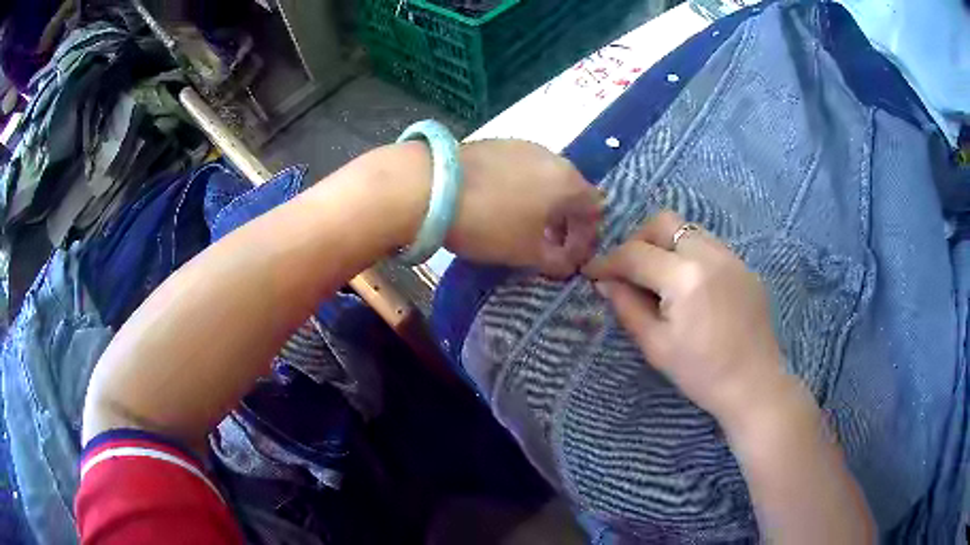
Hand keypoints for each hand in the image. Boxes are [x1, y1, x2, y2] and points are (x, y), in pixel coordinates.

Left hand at [447, 139, 602, 277]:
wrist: (433, 186)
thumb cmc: (490, 223)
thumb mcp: (527, 253)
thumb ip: (557, 261)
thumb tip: (568, 264)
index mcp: (568, 182)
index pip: (594, 209)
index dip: (586, 237)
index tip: (568, 257)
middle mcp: (553, 157)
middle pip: (571, 190)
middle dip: (565, 220)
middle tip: (549, 242)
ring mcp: (523, 145)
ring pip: (545, 177)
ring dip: (543, 203)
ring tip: (523, 223)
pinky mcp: (497, 142)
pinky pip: (521, 168)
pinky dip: (522, 187)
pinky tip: (500, 202)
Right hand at [583, 211, 786, 425]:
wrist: (754, 385)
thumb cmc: (701, 373)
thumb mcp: (656, 346)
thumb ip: (627, 307)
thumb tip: (606, 282)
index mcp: (685, 277)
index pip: (635, 254)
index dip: (608, 261)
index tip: (592, 272)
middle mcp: (709, 254)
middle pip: (663, 223)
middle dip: (638, 240)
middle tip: (630, 270)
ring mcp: (731, 257)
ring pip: (688, 231)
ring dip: (666, 245)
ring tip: (659, 278)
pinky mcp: (744, 267)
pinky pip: (710, 246)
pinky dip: (690, 256)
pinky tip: (690, 287)